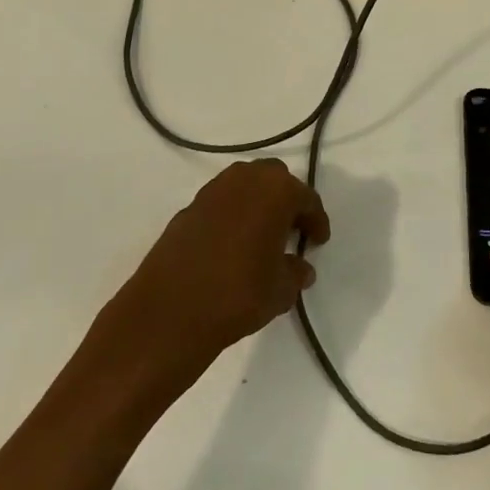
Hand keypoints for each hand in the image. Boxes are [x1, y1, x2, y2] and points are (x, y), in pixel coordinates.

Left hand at [106, 159, 329, 373]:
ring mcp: (212, 191)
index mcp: (276, 190)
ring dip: (257, 203)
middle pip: (274, 179)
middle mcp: (244, 180)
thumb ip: (295, 273)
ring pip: (244, 186)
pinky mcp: (187, 208)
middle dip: (286, 200)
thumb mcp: (281, 290)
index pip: (306, 198)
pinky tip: (232, 245)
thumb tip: (300, 268)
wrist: (170, 311)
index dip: (316, 220)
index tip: (319, 240)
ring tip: (262, 236)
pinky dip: (232, 215)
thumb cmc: (239, 293)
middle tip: (292, 230)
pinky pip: (221, 203)